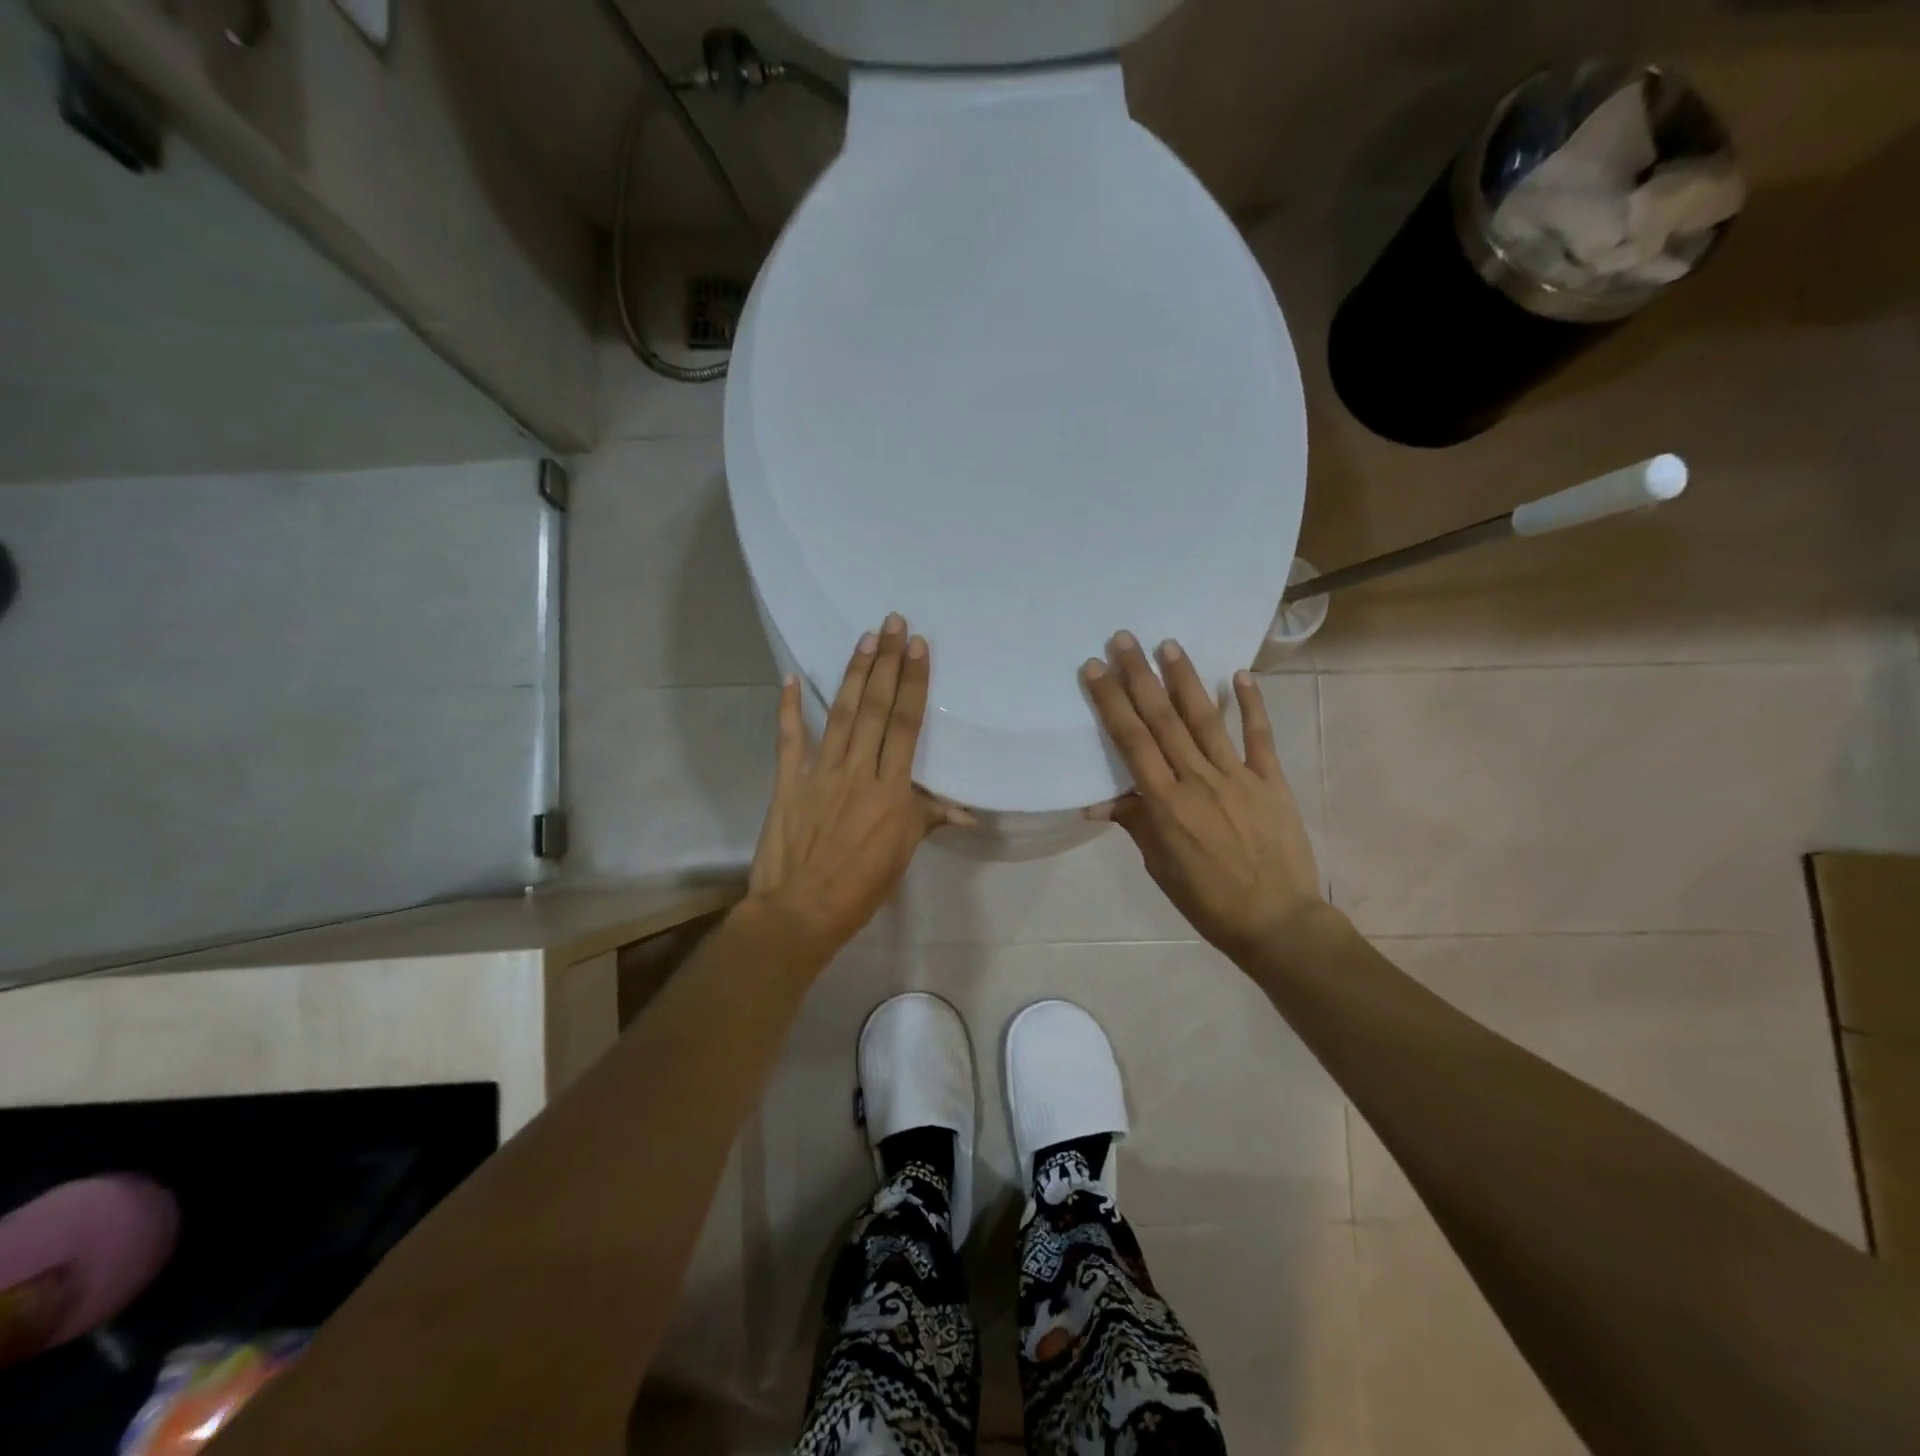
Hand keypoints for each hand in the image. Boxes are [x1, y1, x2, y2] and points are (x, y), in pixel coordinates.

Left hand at [746, 615, 959, 960]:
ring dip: (854, 675)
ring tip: (865, 639)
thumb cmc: (861, 887)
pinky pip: (789, 739)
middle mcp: (858, 771)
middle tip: (892, 623)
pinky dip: (789, 709)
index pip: (907, 725)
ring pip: (842, 714)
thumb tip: (967, 811)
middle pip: (876, 708)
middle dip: (887, 663)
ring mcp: (820, 773)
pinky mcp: (789, 782)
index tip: (918, 648)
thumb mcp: (903, 854)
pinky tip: (791, 679)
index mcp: (892, 790)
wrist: (801, 910)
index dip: (914, 684)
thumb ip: (928, 819)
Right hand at [1082, 632, 1323, 963]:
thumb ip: (1135, 823)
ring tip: (1169, 644)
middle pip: (1163, 720)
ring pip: (1206, 720)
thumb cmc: (1208, 900)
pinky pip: (1259, 737)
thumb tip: (1098, 800)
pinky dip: (1250, 705)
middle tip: (1123, 639)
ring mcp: (1238, 777)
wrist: (1278, 922)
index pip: (1132, 742)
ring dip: (1185, 680)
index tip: (1095, 669)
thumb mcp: (1160, 866)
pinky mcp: (1271, 781)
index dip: (1111, 703)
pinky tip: (1239, 675)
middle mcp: (1198, 780)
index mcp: (1166, 804)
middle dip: (1140, 677)